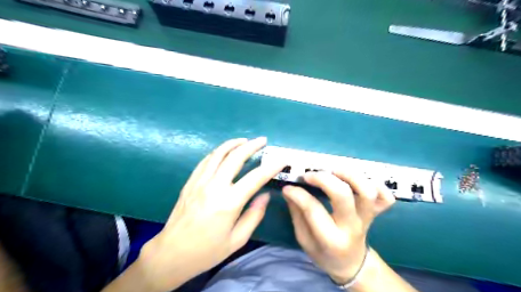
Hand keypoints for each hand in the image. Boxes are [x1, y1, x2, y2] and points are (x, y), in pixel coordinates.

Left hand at [137, 137, 284, 291]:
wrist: (171, 253)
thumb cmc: (207, 251)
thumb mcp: (237, 239)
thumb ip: (254, 215)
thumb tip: (265, 195)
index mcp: (229, 203)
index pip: (255, 178)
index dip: (271, 167)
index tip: (281, 160)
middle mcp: (214, 187)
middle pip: (235, 158)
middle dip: (252, 146)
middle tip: (262, 140)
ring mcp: (200, 182)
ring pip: (218, 154)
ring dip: (234, 144)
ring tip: (245, 140)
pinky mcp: (190, 182)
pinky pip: (206, 160)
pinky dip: (218, 152)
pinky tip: (224, 151)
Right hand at [283, 170, 392, 283]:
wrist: (350, 263)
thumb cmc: (324, 253)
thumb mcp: (304, 240)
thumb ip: (297, 214)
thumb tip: (290, 190)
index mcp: (331, 239)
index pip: (313, 210)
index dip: (299, 194)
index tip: (288, 187)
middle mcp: (352, 227)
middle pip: (343, 195)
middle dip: (324, 179)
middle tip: (310, 175)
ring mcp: (367, 218)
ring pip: (366, 191)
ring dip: (350, 175)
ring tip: (333, 170)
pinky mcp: (377, 213)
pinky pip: (386, 197)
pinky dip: (377, 184)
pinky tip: (360, 179)